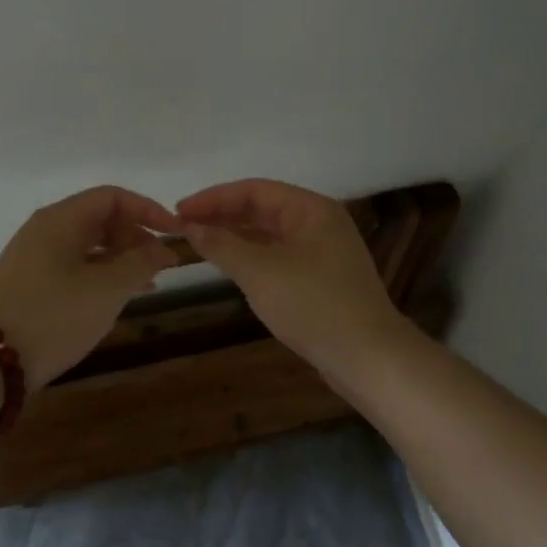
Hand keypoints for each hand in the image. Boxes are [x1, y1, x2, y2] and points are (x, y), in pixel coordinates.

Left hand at [0, 186, 182, 385]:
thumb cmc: (54, 316)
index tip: (176, 233)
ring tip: (149, 284)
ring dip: (121, 259)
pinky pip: (74, 266)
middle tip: (162, 264)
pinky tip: (117, 298)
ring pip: (88, 246)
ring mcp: (33, 257)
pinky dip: (101, 275)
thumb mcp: (107, 289)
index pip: (112, 197)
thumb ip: (140, 262)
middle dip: (136, 236)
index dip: (148, 210)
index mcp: (60, 220)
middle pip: (99, 219)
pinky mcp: (29, 284)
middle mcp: (44, 230)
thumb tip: (162, 247)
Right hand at [176, 179, 403, 368]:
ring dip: (236, 236)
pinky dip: (252, 256)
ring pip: (271, 234)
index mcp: (311, 209)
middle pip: (264, 208)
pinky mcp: (323, 279)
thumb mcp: (259, 272)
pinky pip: (279, 255)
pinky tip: (231, 266)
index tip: (179, 211)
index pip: (254, 190)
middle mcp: (320, 223)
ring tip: (200, 243)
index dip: (214, 198)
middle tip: (184, 227)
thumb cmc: (312, 304)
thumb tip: (191, 227)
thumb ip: (222, 245)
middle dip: (223, 215)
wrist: (367, 356)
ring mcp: (324, 252)